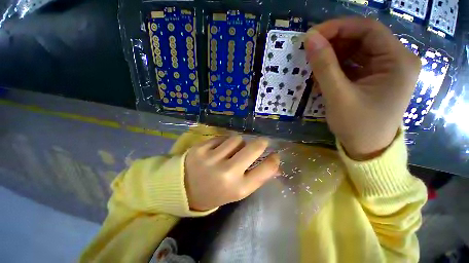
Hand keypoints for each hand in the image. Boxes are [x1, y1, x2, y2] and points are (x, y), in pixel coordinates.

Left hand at [184, 136, 279, 210]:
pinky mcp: (201, 148)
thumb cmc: (215, 192)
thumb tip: (275, 165)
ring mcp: (212, 158)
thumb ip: (255, 177)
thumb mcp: (236, 191)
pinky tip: (218, 150)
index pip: (265, 170)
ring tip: (233, 150)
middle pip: (253, 148)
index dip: (273, 160)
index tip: (275, 154)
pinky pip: (222, 138)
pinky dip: (224, 142)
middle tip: (262, 142)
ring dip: (239, 143)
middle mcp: (226, 173)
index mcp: (238, 188)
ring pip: (237, 139)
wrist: (184, 190)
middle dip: (261, 143)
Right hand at [305, 17, 420, 159]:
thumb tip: (310, 39)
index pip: (368, 29)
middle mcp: (396, 60)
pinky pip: (354, 64)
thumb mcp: (338, 96)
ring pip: (356, 50)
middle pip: (362, 38)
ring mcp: (386, 69)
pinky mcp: (374, 78)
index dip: (338, 28)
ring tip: (314, 66)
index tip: (312, 35)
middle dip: (334, 42)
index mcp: (398, 61)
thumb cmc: (357, 126)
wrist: (366, 148)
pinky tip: (323, 76)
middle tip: (310, 50)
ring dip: (333, 55)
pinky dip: (336, 66)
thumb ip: (324, 66)